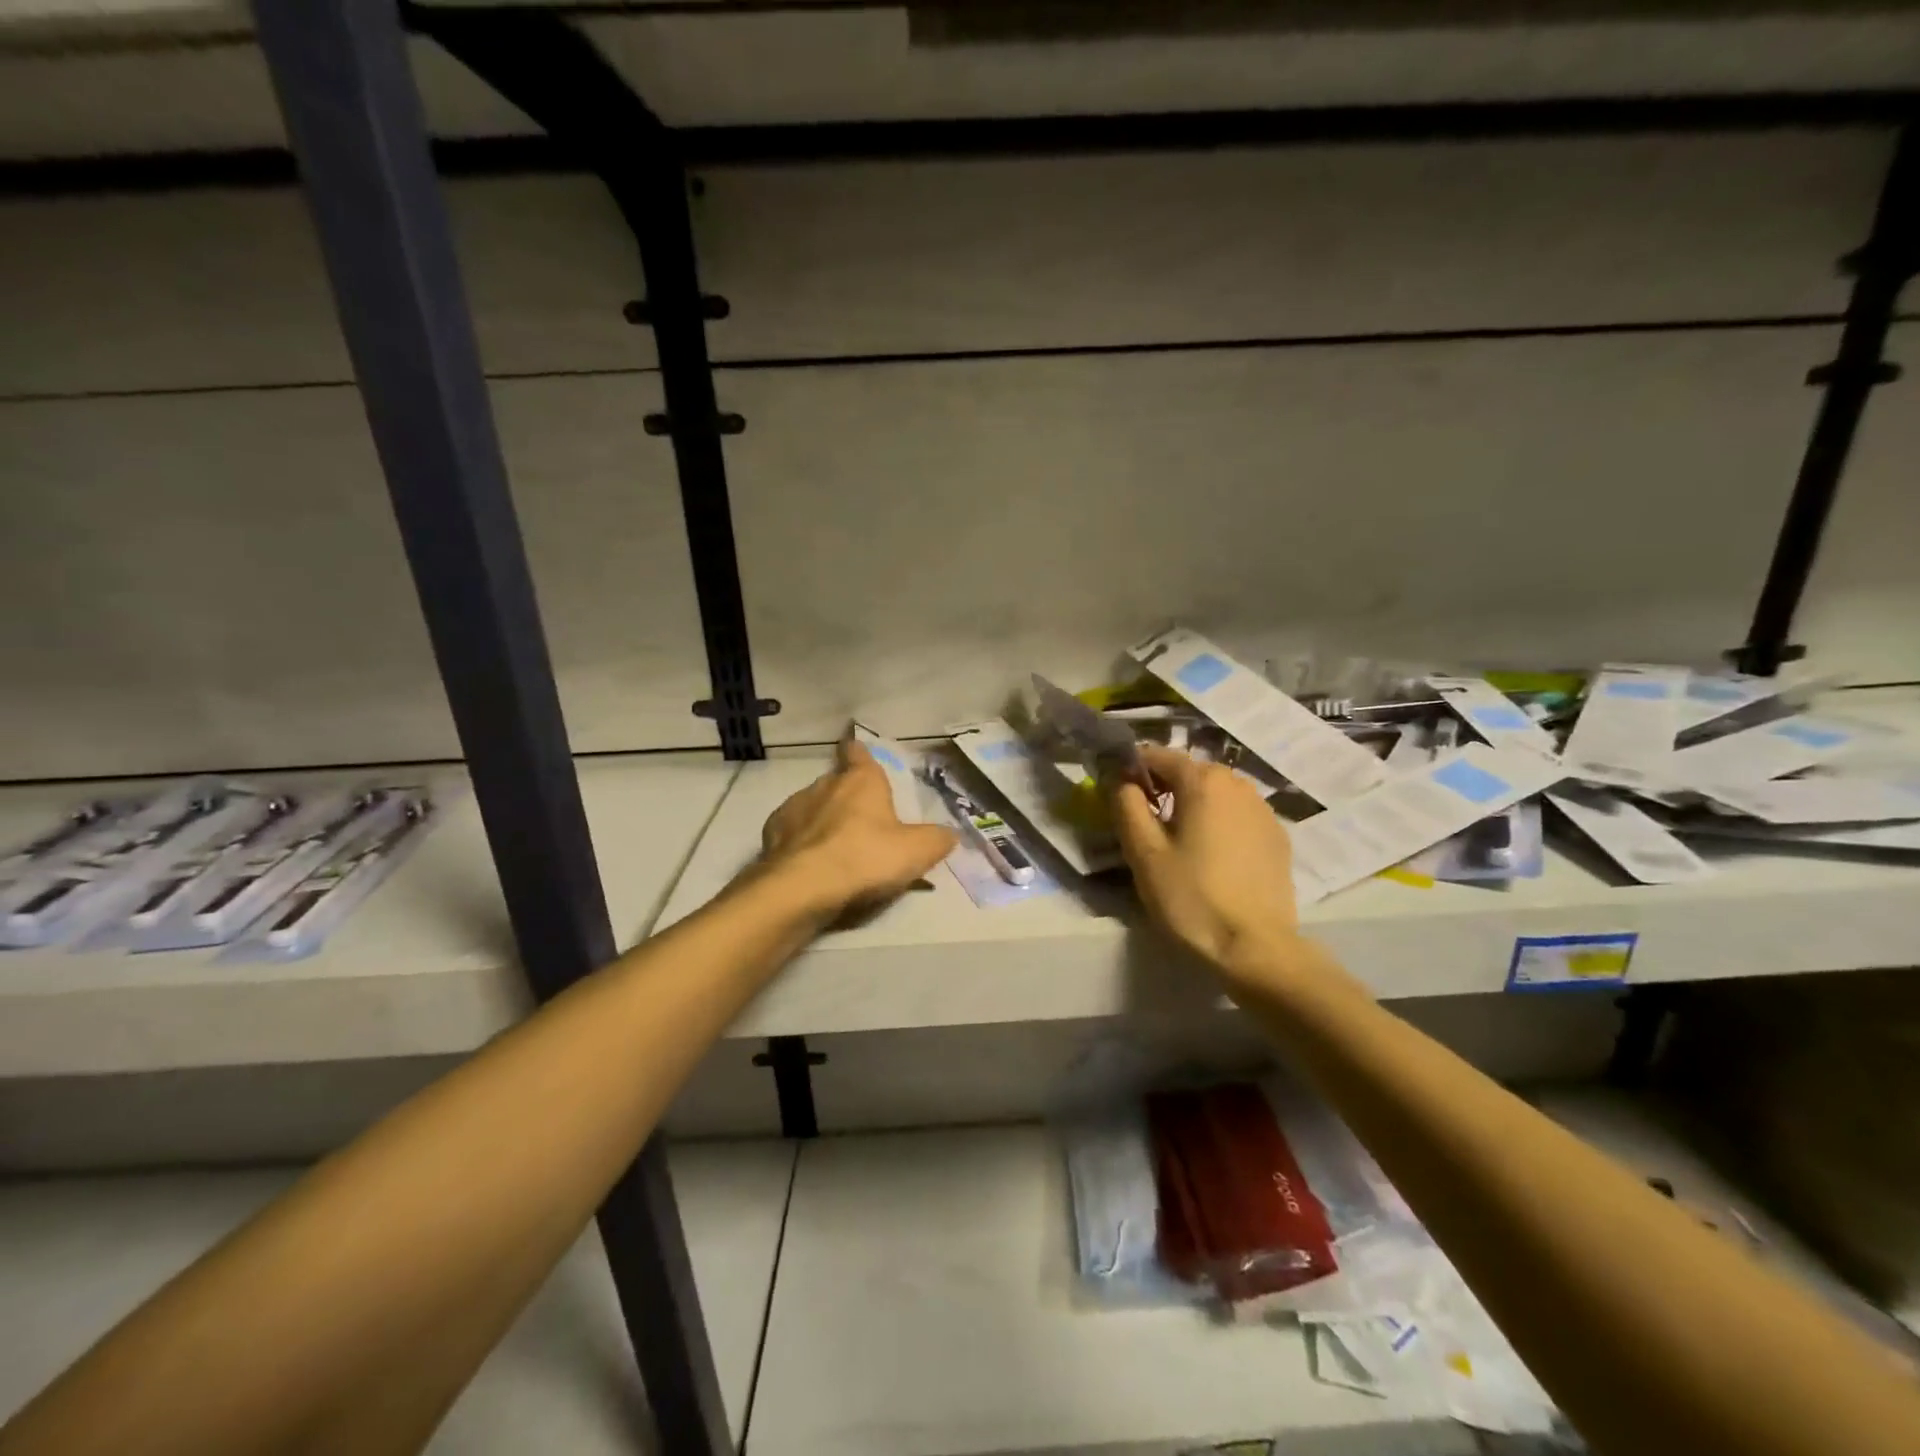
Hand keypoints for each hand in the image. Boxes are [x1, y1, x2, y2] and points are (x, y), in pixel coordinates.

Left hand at [759, 735, 958, 918]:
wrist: (802, 889)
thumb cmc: (865, 859)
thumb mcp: (916, 852)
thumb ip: (937, 840)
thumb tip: (949, 834)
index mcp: (861, 781)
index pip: (858, 753)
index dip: (859, 753)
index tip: (857, 752)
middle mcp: (824, 785)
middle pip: (837, 782)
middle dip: (846, 796)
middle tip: (862, 822)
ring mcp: (793, 808)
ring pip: (811, 807)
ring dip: (822, 820)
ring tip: (835, 848)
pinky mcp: (771, 835)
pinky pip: (791, 833)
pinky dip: (800, 843)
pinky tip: (809, 864)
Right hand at [1109, 744, 1299, 978]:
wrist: (1255, 949)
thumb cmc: (1191, 897)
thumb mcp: (1144, 853)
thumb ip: (1126, 806)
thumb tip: (1120, 780)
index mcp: (1203, 780)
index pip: (1158, 756)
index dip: (1132, 768)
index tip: (1116, 793)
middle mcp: (1238, 784)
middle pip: (1190, 772)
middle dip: (1163, 788)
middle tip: (1142, 822)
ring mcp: (1263, 810)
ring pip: (1216, 794)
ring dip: (1192, 805)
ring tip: (1176, 841)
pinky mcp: (1277, 837)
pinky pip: (1237, 816)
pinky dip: (1218, 823)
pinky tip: (1209, 856)